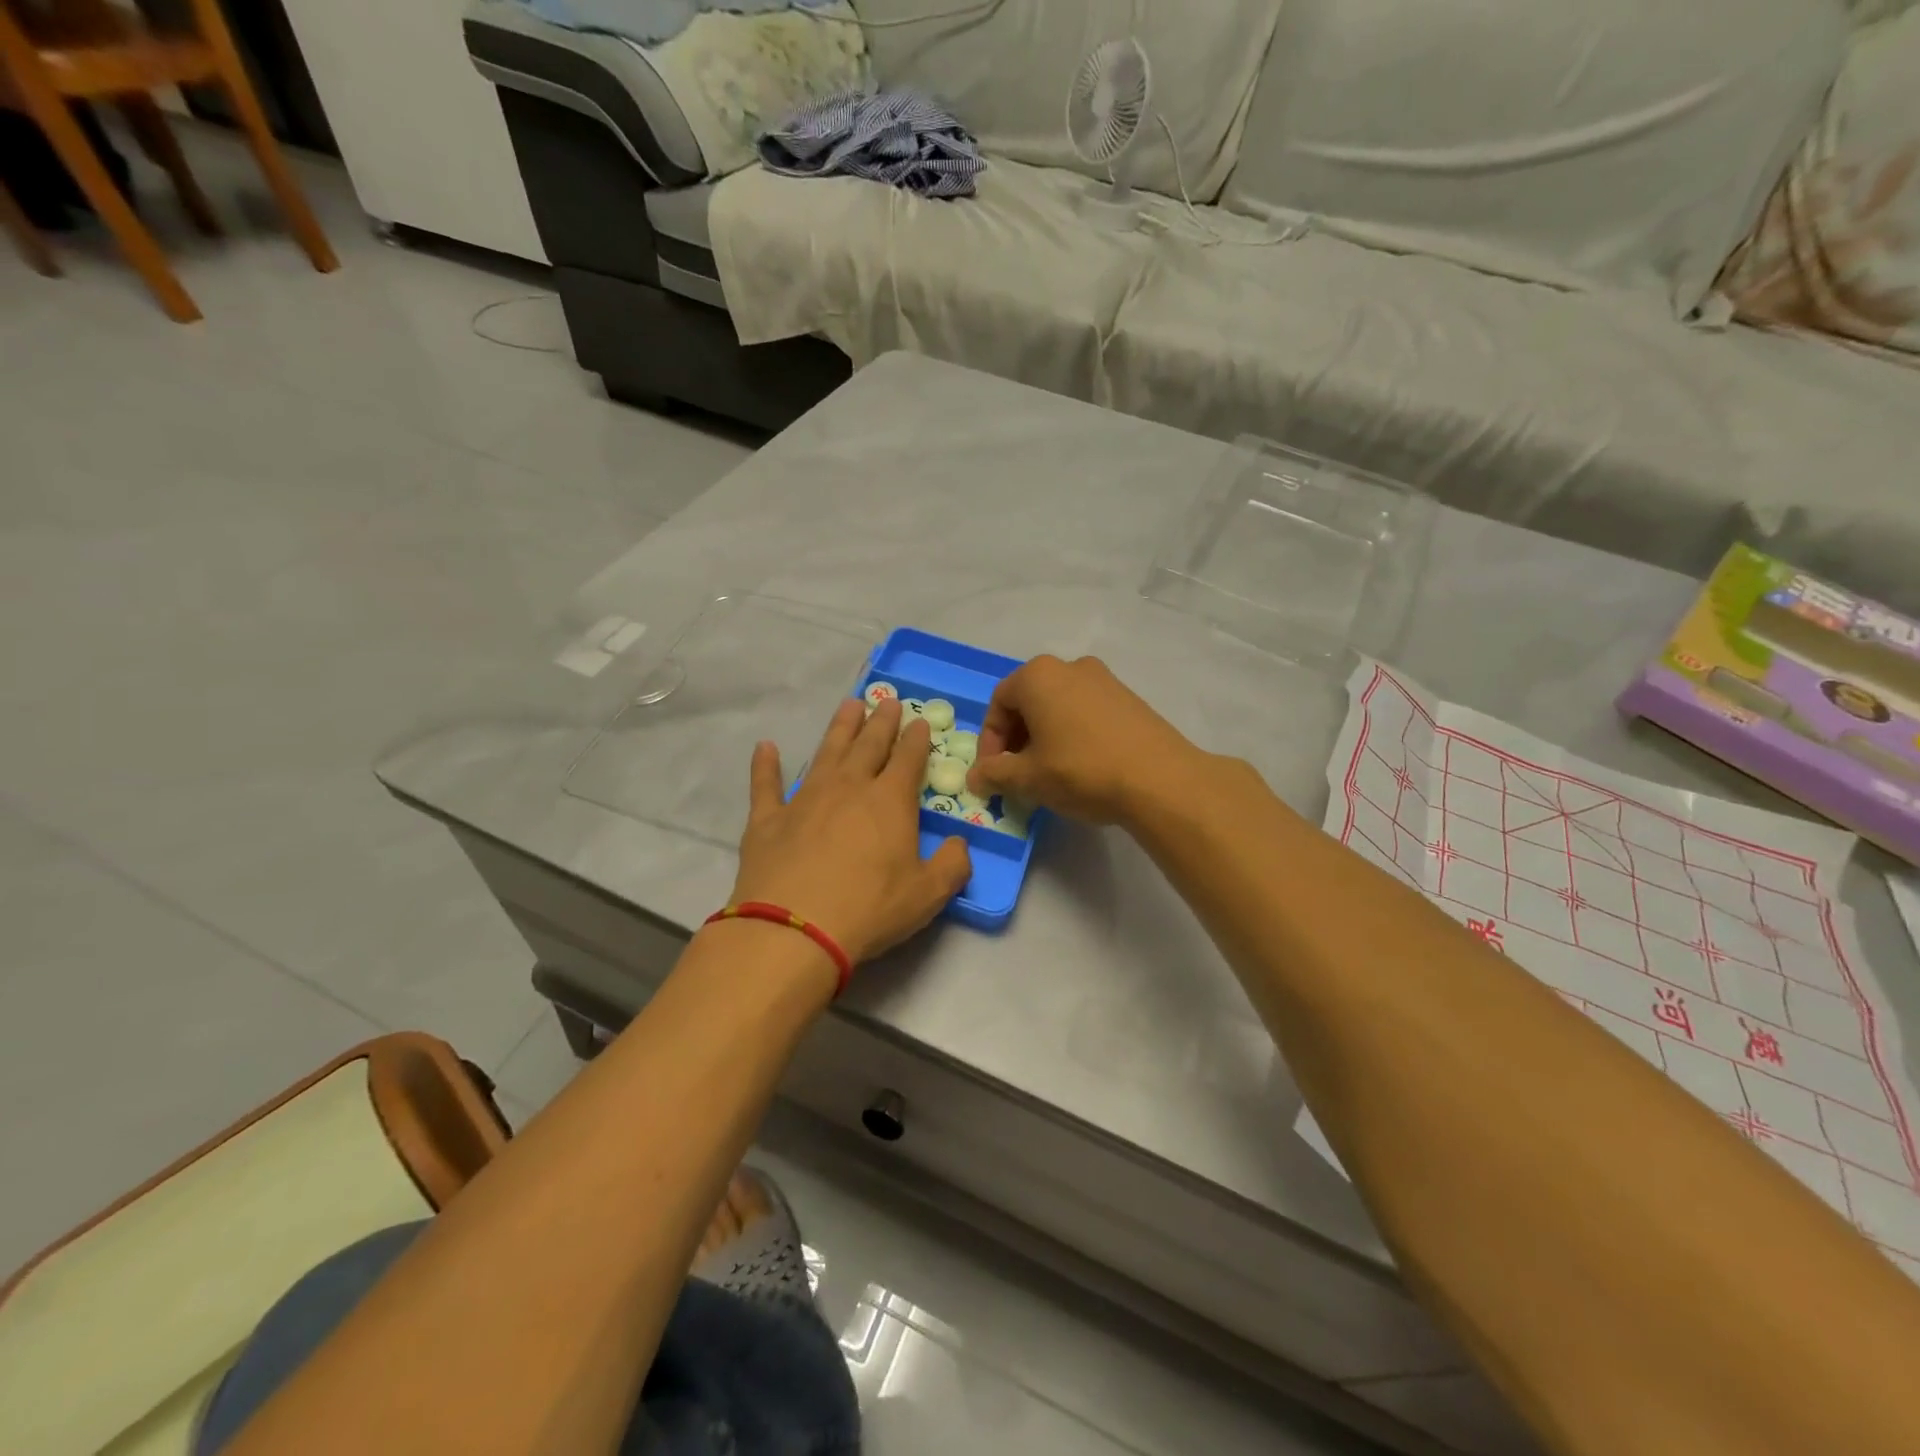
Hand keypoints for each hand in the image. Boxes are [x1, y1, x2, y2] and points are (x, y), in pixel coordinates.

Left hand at [730, 698, 971, 966]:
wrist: (794, 929)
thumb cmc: (869, 909)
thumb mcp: (928, 894)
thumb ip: (953, 865)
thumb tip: (960, 844)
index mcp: (889, 801)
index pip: (908, 759)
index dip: (916, 739)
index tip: (919, 721)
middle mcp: (848, 788)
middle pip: (868, 745)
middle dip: (881, 722)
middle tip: (887, 700)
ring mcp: (805, 799)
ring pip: (826, 752)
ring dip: (839, 728)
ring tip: (849, 705)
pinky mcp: (768, 819)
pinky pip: (765, 784)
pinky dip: (765, 765)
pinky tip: (765, 747)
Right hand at [967, 655, 1203, 824]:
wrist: (1160, 780)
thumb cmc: (1081, 770)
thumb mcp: (1028, 778)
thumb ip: (994, 774)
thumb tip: (974, 778)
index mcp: (1038, 676)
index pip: (998, 704)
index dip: (989, 742)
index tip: (992, 774)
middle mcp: (1070, 667)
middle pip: (1028, 702)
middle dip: (1016, 739)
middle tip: (1016, 775)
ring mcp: (1104, 679)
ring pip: (1058, 707)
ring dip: (1043, 737)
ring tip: (1047, 773)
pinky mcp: (1129, 698)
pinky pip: (1085, 712)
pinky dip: (1072, 734)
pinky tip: (1080, 767)